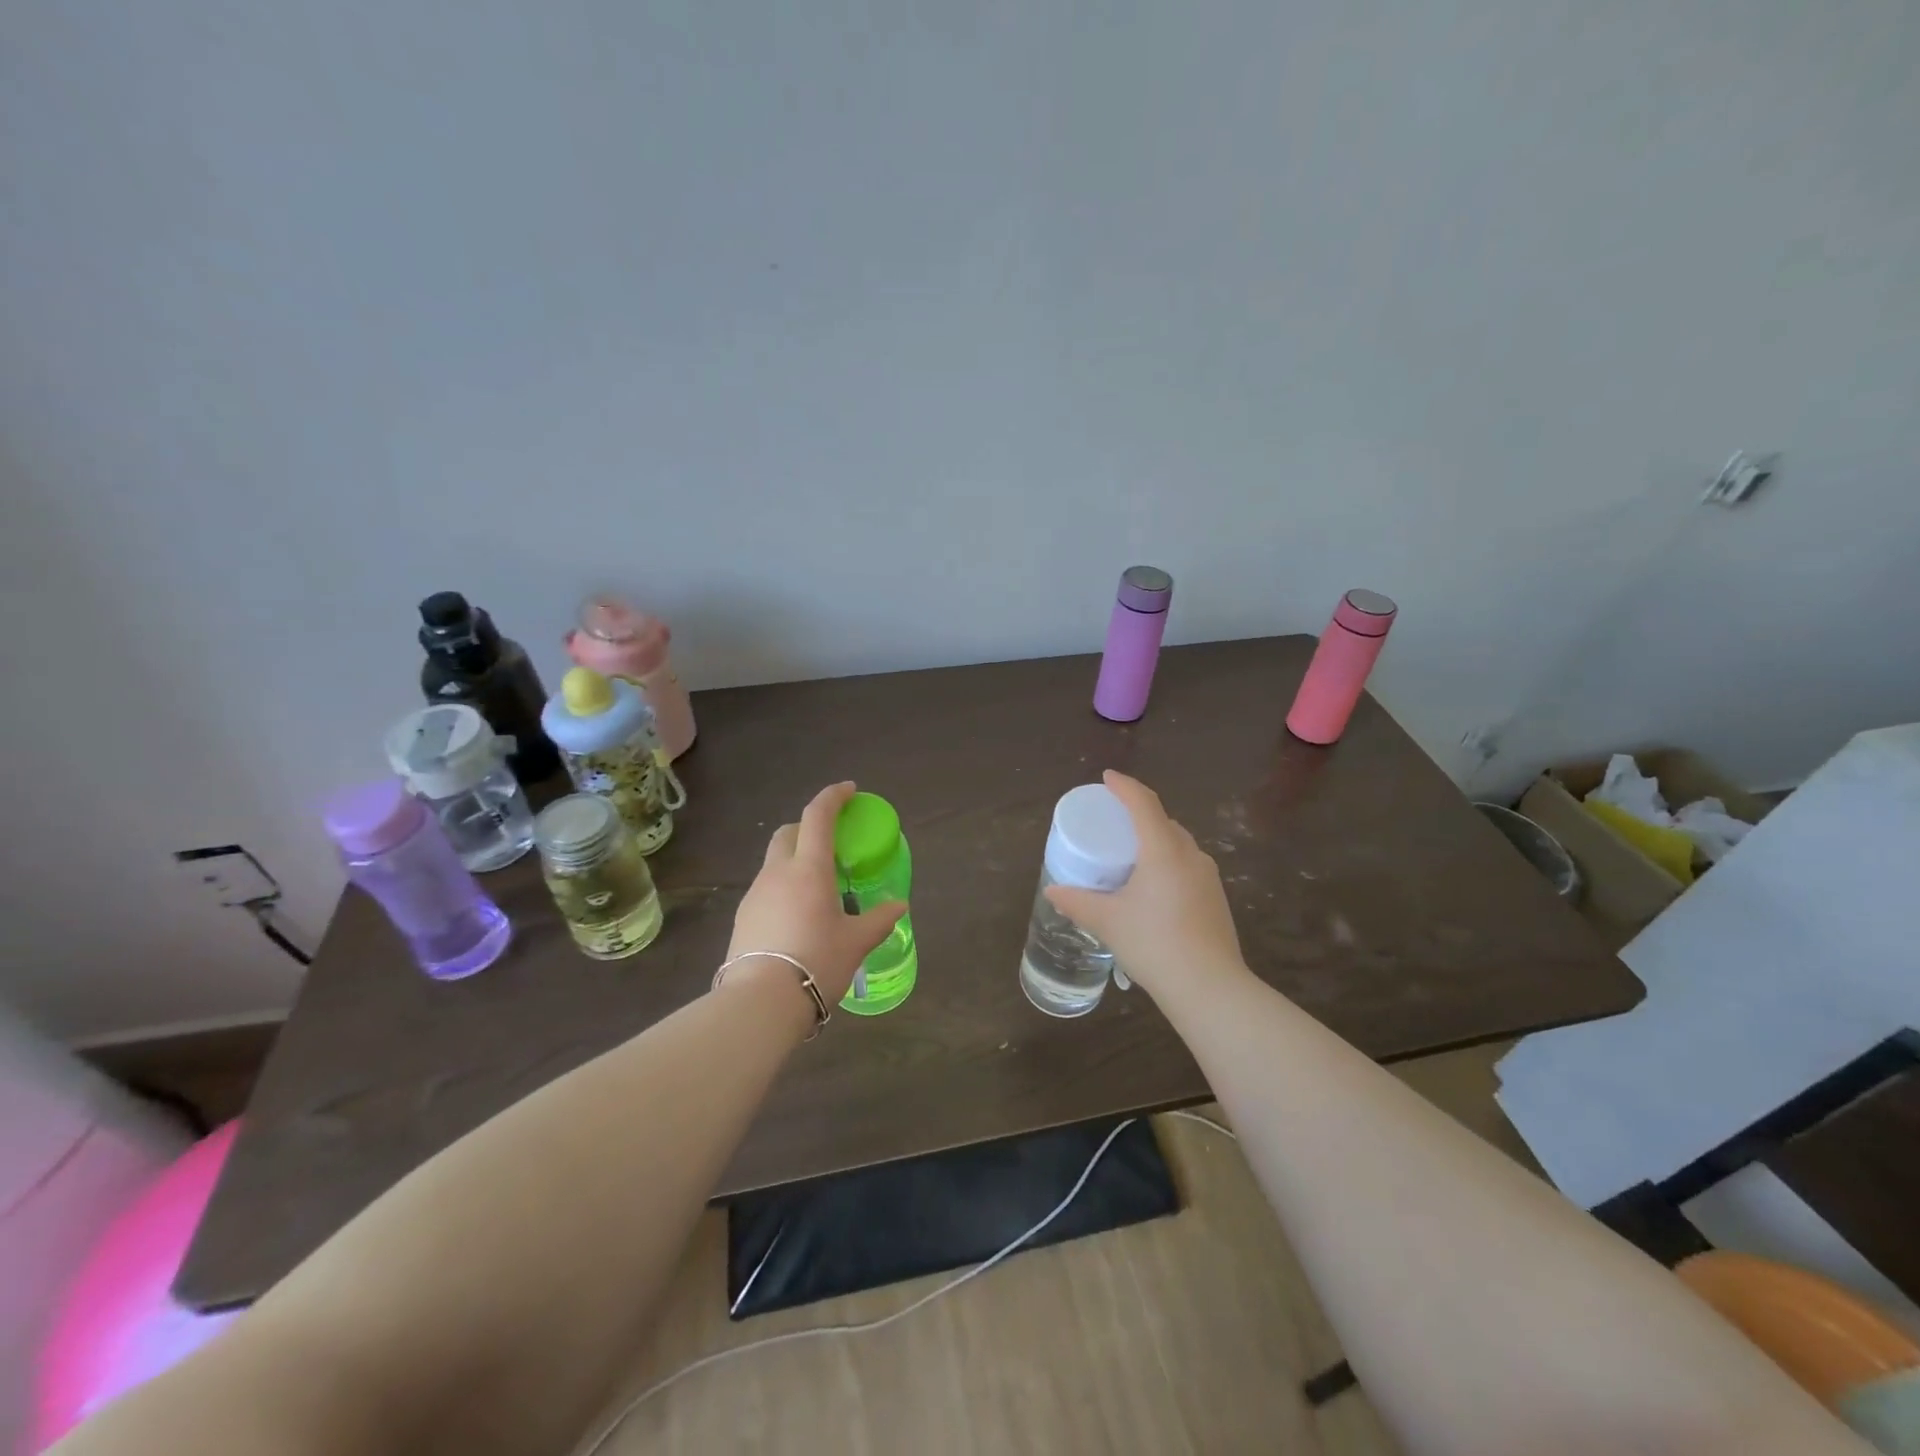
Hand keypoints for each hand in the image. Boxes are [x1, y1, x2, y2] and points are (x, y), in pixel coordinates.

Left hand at [726, 781, 906, 1007]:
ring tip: (818, 888)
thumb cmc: (816, 962)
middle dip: (809, 827)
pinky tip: (797, 916)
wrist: (760, 1003)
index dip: (834, 796)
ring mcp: (755, 894)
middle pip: (789, 832)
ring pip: (775, 861)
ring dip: (795, 860)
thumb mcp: (856, 942)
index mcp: (809, 869)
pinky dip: (784, 887)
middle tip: (831, 844)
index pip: (818, 816)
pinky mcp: (742, 916)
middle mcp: (778, 872)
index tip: (849, 791)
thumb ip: (879, 919)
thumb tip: (899, 905)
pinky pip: (766, 888)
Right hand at [1044, 771, 1246, 1005]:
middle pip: (1164, 821)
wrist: (1210, 987)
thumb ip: (1077, 902)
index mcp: (1163, 850)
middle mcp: (1190, 855)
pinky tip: (1154, 887)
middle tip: (1114, 821)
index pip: (1143, 803)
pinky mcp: (1216, 898)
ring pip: (1179, 845)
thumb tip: (1053, 891)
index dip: (1124, 786)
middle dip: (1139, 814)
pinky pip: (1188, 866)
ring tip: (1132, 855)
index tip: (1107, 777)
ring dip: (1156, 840)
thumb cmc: (1154, 944)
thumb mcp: (1108, 922)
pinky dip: (1168, 863)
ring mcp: (1208, 877)